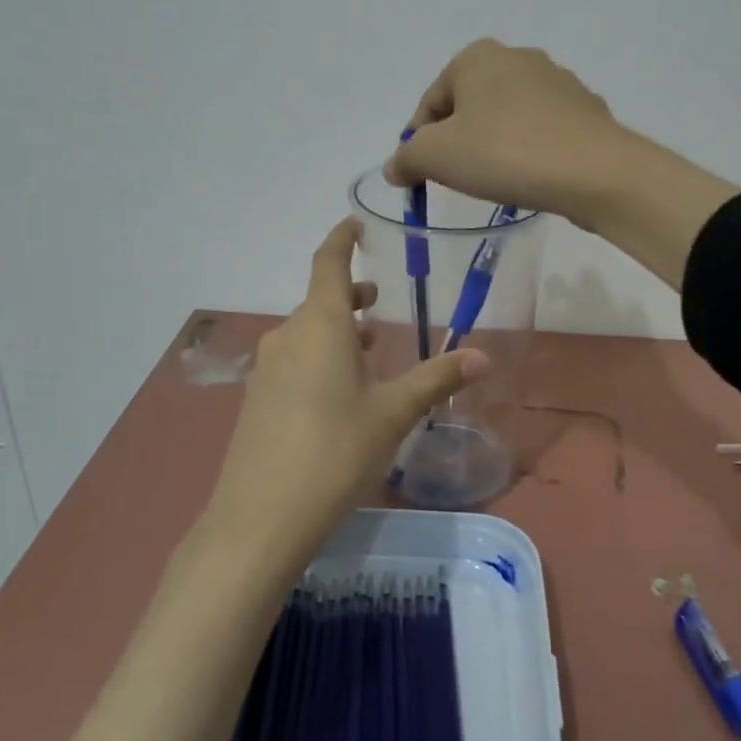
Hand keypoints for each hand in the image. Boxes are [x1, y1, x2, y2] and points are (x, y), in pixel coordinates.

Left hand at [203, 217, 488, 560]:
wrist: (261, 516)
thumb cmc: (335, 451)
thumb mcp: (393, 413)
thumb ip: (437, 379)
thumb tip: (483, 356)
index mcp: (319, 325)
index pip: (328, 262)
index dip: (341, 239)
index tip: (354, 224)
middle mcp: (287, 336)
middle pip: (319, 301)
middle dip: (350, 296)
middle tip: (379, 300)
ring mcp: (266, 368)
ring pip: (306, 333)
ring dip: (337, 330)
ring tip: (369, 345)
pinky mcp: (258, 399)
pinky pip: (293, 360)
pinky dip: (319, 357)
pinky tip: (339, 390)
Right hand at [383, 40, 630, 230]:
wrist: (594, 172)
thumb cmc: (504, 153)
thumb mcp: (436, 156)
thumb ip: (406, 158)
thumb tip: (395, 167)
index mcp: (477, 57)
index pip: (430, 103)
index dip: (418, 143)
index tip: (422, 177)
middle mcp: (518, 57)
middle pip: (468, 107)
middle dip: (457, 143)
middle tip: (458, 180)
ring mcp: (557, 81)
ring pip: (506, 118)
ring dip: (493, 147)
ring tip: (497, 182)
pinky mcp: (585, 110)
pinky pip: (540, 132)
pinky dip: (528, 151)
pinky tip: (531, 177)